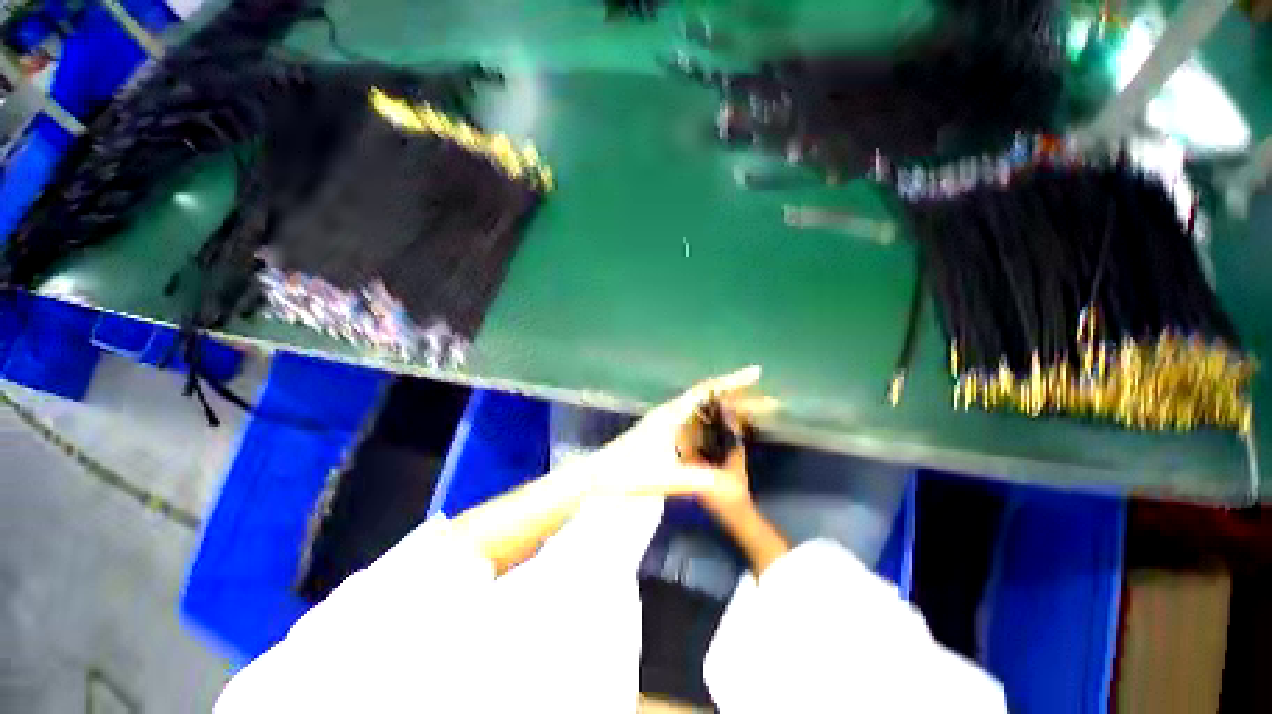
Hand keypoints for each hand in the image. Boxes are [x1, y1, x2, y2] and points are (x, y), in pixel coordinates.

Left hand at [586, 366, 776, 500]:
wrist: (598, 475)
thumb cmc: (627, 472)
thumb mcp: (664, 478)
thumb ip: (697, 480)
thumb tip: (732, 486)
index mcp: (673, 414)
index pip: (707, 390)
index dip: (733, 381)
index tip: (756, 373)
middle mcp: (672, 412)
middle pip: (710, 398)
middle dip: (739, 397)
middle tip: (768, 402)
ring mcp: (667, 421)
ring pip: (703, 408)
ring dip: (727, 408)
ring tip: (752, 413)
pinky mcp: (664, 432)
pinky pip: (696, 419)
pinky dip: (714, 420)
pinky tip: (722, 429)